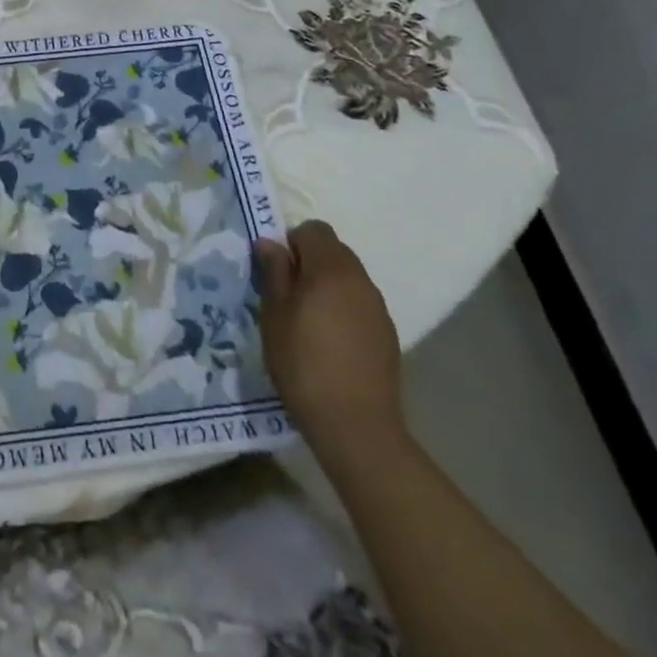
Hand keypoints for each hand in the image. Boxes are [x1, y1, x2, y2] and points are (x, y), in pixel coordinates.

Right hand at [255, 221, 404, 458]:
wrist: (356, 426)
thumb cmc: (303, 363)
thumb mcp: (274, 314)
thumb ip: (274, 272)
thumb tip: (269, 242)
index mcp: (332, 269)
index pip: (314, 230)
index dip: (291, 242)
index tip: (276, 270)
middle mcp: (361, 280)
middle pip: (334, 251)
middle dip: (309, 262)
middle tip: (286, 294)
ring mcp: (378, 308)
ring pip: (347, 278)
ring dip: (326, 286)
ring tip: (307, 320)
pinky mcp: (387, 335)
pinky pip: (359, 304)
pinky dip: (342, 309)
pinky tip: (329, 342)